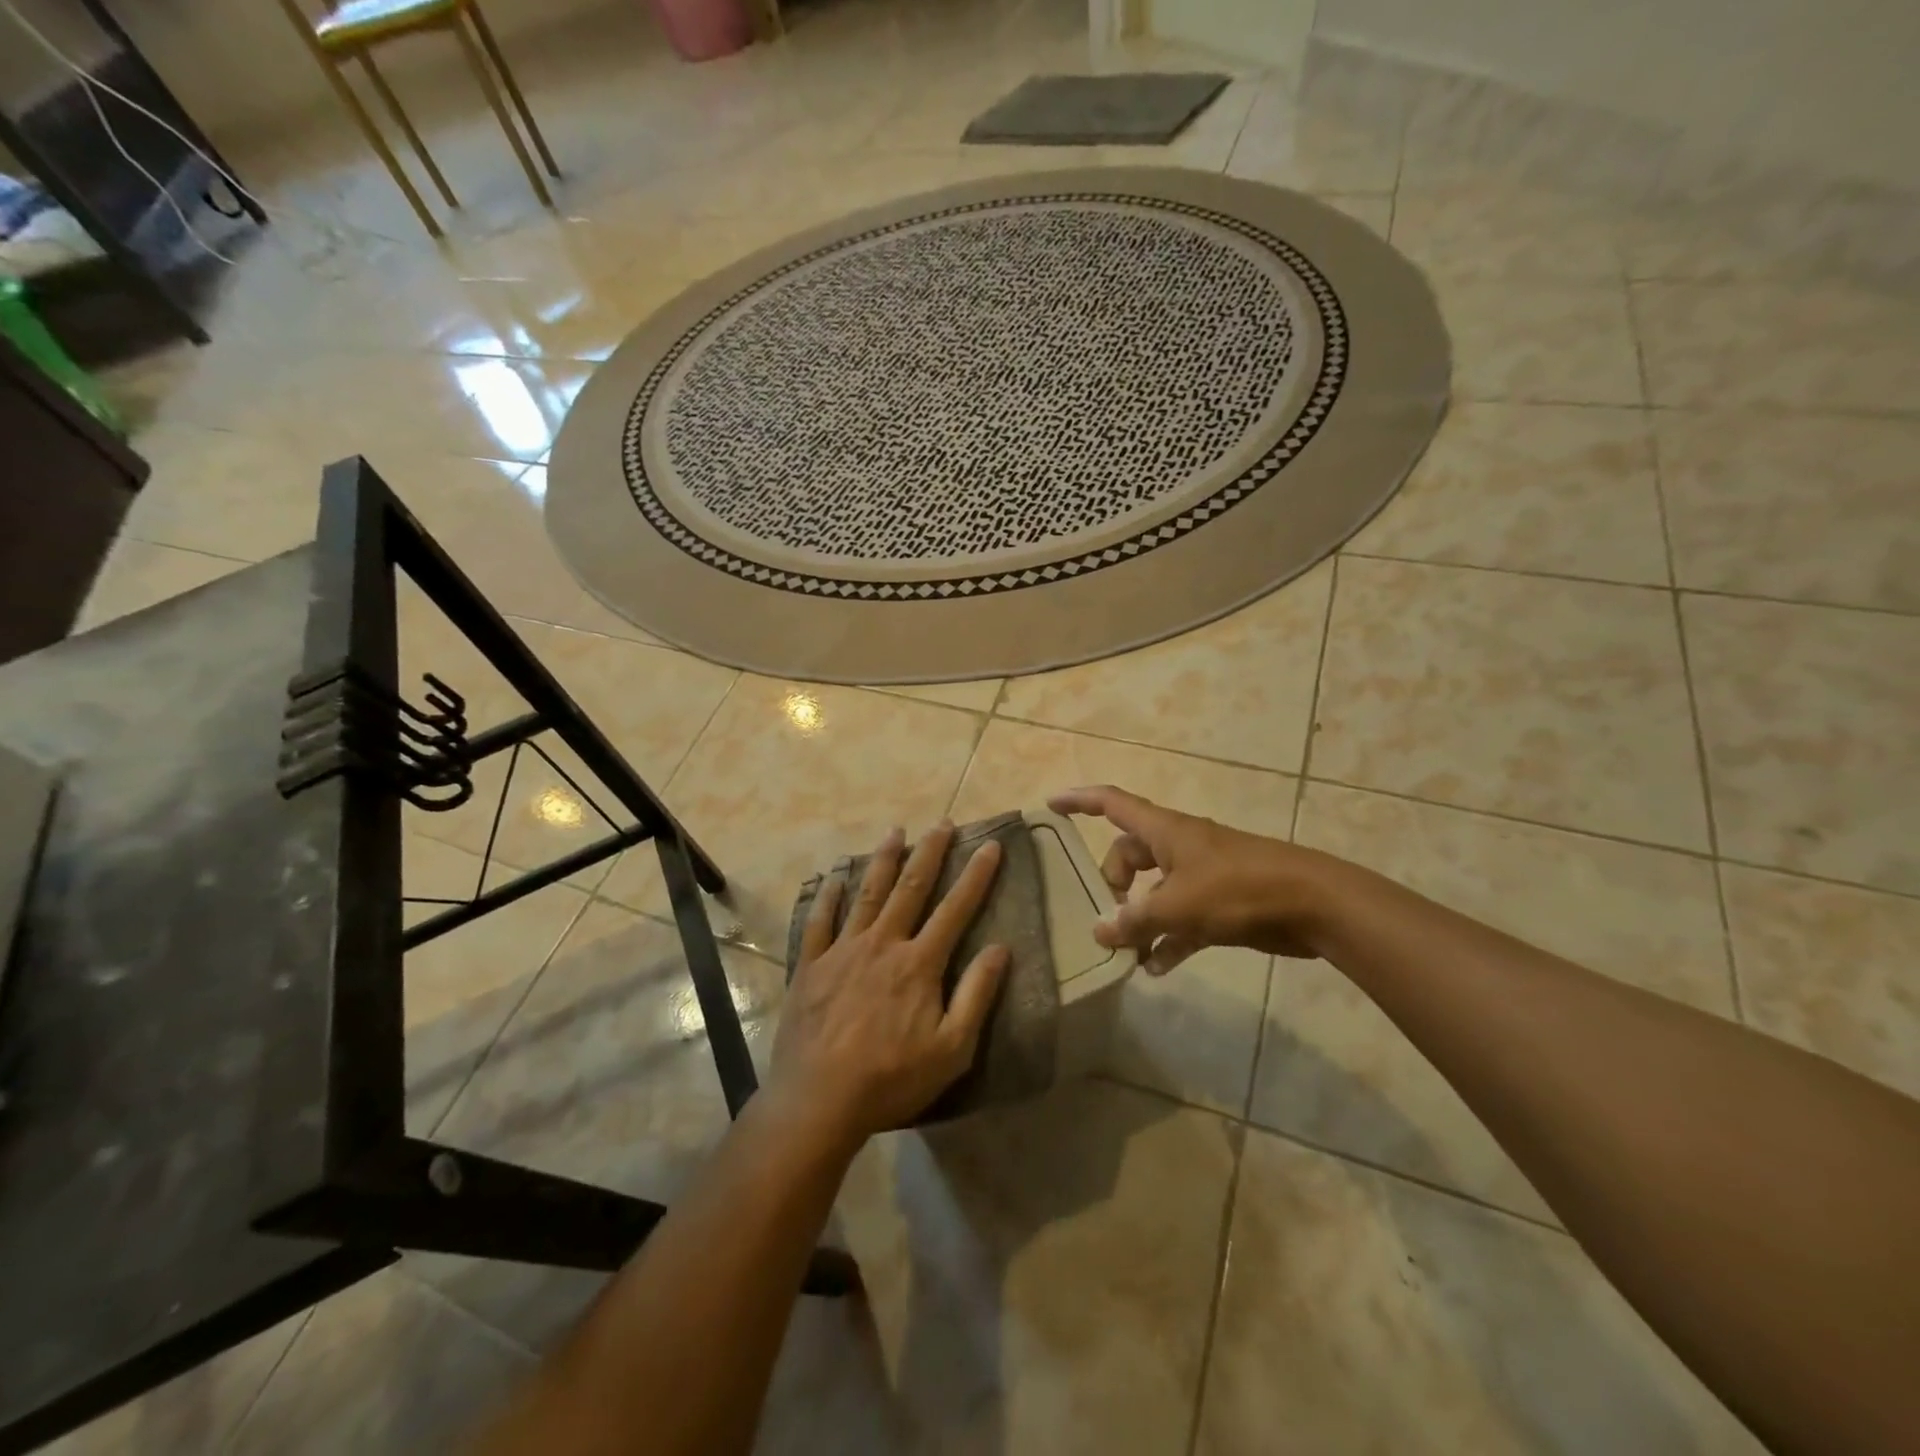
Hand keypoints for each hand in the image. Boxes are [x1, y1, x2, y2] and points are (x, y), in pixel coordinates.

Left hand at [768, 821, 1009, 1146]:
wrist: (818, 1101)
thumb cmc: (891, 1079)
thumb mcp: (951, 1049)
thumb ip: (976, 995)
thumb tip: (1001, 948)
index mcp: (919, 963)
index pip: (955, 909)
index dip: (976, 876)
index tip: (990, 845)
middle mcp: (883, 944)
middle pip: (911, 888)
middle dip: (930, 852)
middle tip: (943, 823)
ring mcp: (843, 951)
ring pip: (867, 894)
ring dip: (883, 860)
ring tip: (895, 831)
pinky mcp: (811, 965)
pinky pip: (821, 921)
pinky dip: (829, 896)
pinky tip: (834, 876)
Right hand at [1047, 785, 1333, 970]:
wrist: (1312, 904)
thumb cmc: (1239, 889)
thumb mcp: (1178, 905)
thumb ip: (1135, 920)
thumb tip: (1100, 932)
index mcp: (1164, 831)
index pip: (1112, 803)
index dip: (1080, 801)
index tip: (1050, 804)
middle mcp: (1178, 847)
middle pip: (1129, 856)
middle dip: (1112, 884)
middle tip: (1106, 918)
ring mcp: (1200, 875)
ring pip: (1154, 891)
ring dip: (1139, 919)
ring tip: (1125, 953)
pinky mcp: (1220, 904)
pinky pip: (1181, 920)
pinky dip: (1168, 940)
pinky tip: (1157, 968)